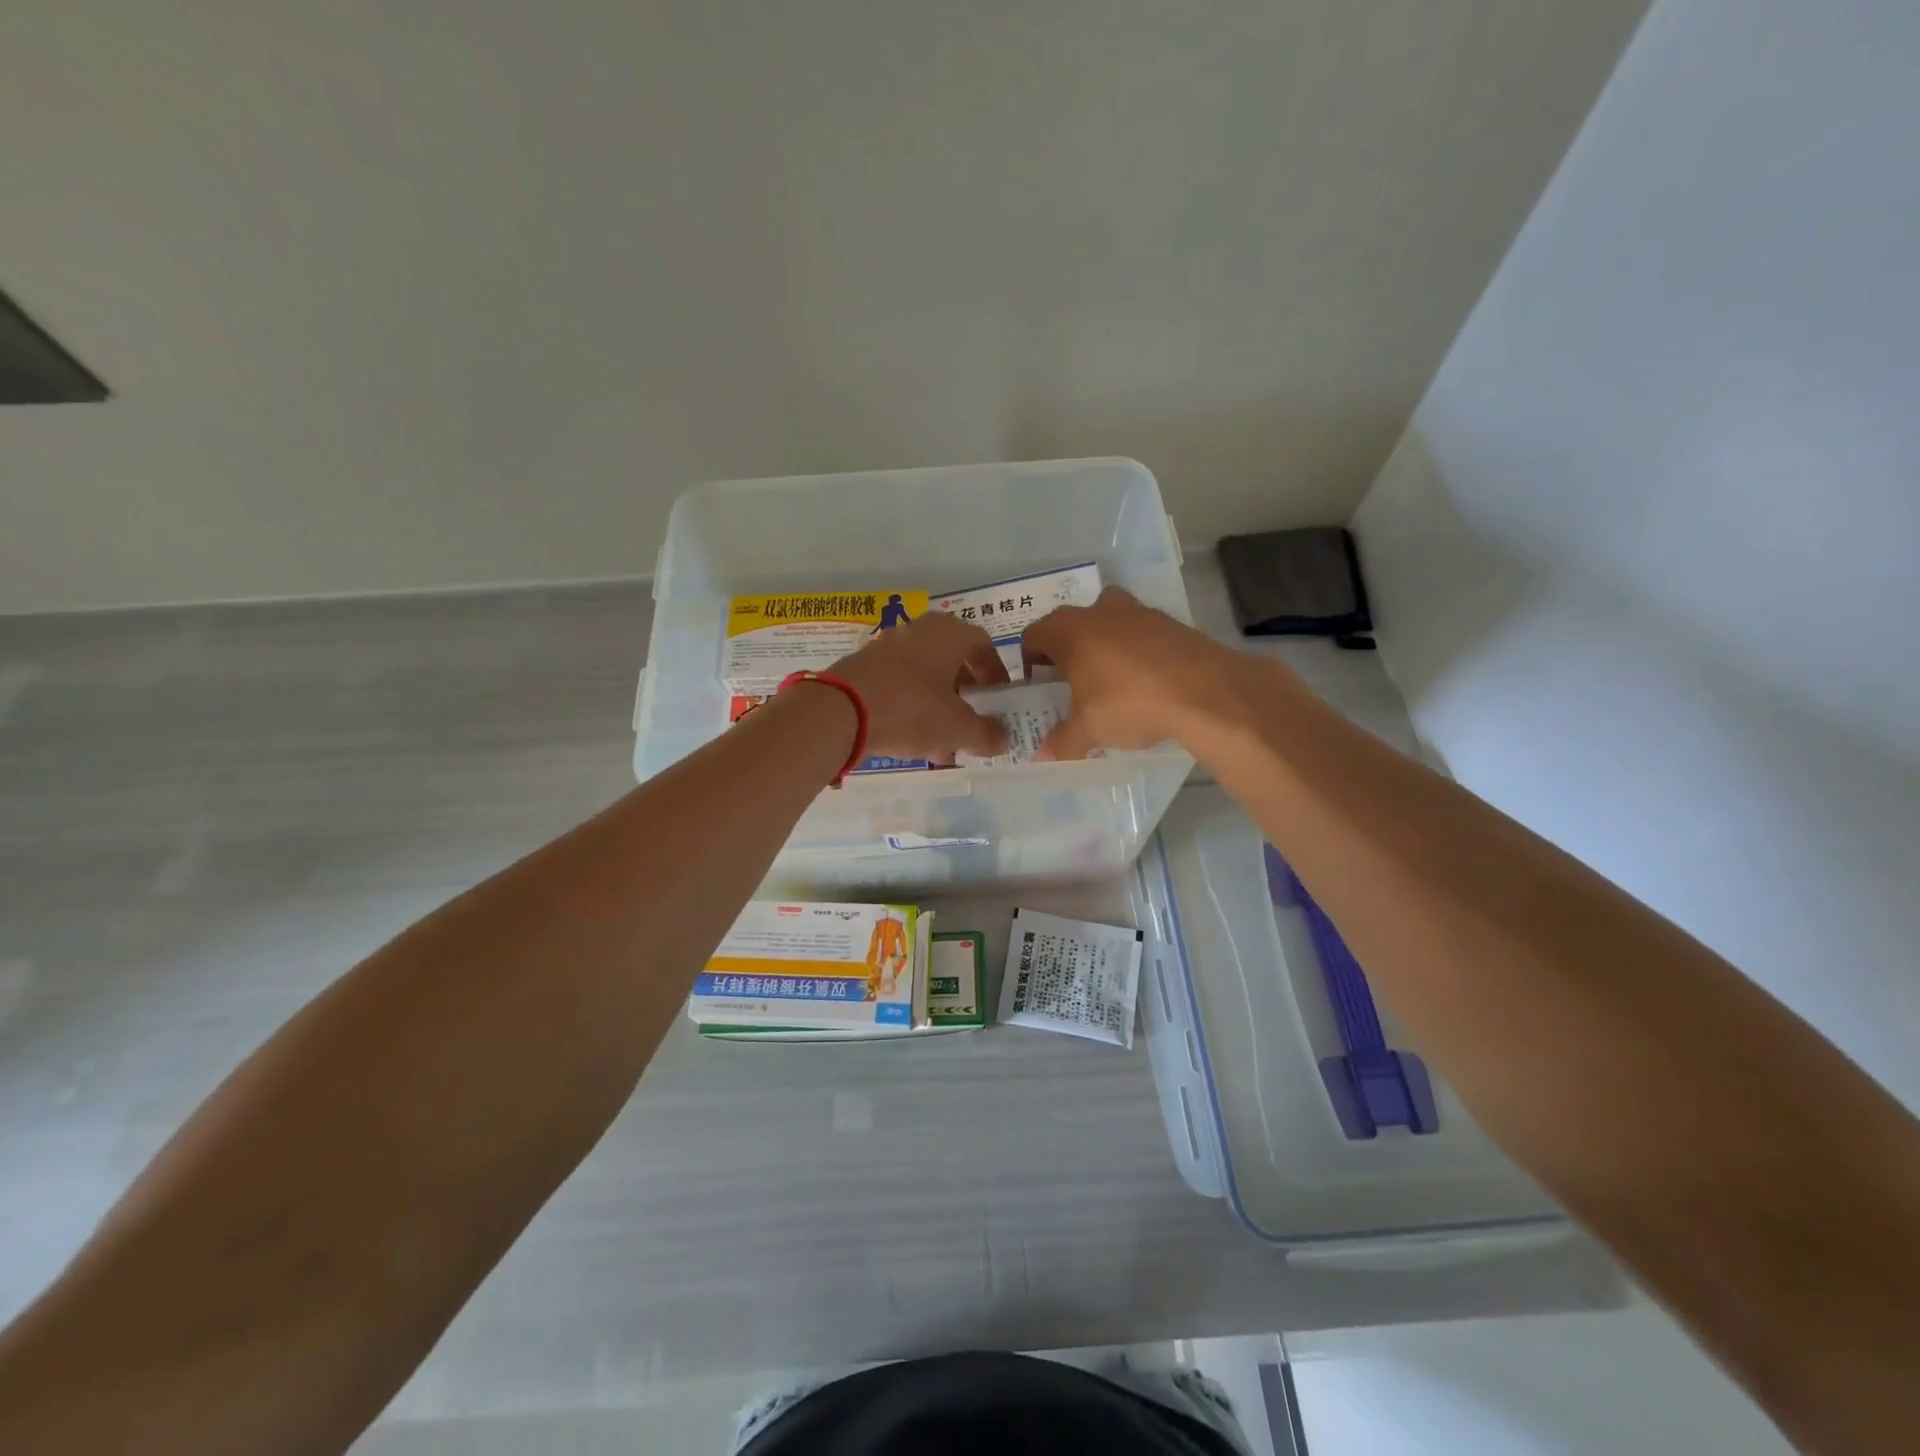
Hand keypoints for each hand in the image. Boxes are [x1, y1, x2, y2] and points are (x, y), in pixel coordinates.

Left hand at [827, 611, 1011, 761]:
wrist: (839, 711)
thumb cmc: (911, 709)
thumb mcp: (958, 728)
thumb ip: (987, 734)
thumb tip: (1004, 738)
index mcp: (948, 633)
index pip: (983, 646)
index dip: (996, 673)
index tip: (1000, 699)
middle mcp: (919, 630)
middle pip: (952, 662)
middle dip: (965, 696)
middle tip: (973, 724)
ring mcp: (887, 646)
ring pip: (924, 677)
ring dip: (938, 708)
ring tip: (944, 745)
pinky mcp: (863, 666)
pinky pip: (898, 686)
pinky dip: (911, 709)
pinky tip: (912, 742)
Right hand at [1022, 588, 1250, 759]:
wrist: (1205, 690)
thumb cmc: (1129, 703)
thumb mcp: (1090, 729)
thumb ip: (1063, 740)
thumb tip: (1043, 757)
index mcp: (1069, 630)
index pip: (1034, 635)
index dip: (1030, 659)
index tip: (1037, 683)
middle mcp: (1098, 610)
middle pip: (1070, 625)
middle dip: (1067, 651)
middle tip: (1070, 683)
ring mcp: (1137, 611)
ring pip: (1107, 624)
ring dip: (1103, 647)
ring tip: (1109, 682)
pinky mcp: (1169, 621)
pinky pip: (1139, 633)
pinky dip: (1135, 651)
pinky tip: (1144, 681)